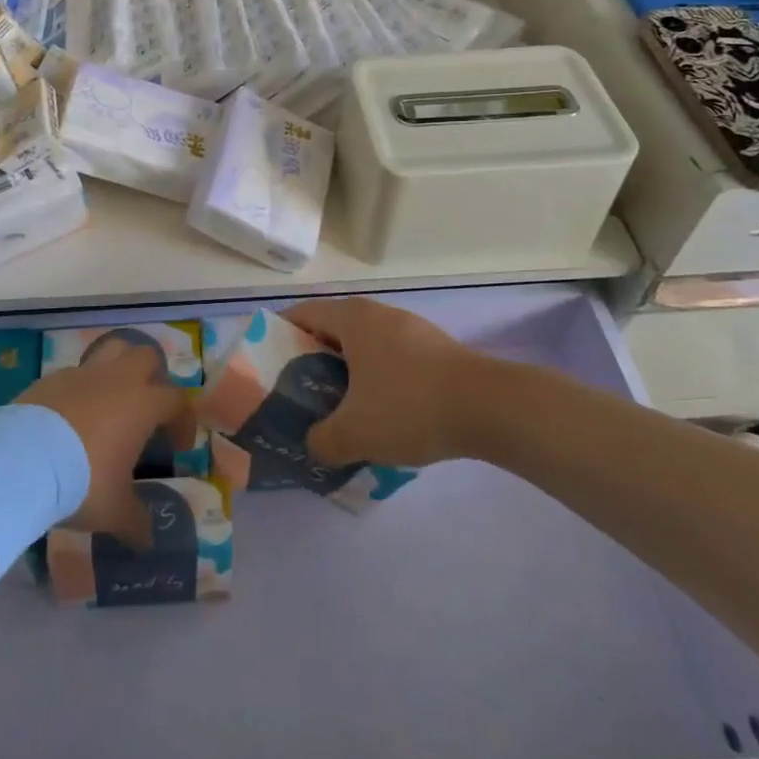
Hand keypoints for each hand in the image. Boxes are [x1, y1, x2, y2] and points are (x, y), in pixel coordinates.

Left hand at [18, 334, 186, 548]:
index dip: (183, 420)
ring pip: (111, 351)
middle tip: (147, 410)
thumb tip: (148, 540)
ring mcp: (82, 374)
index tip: (178, 446)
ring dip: (118, 369)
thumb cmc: (82, 482)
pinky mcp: (51, 378)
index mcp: (142, 404)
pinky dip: (81, 389)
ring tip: (112, 401)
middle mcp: (117, 379)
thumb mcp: (114, 510)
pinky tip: (72, 416)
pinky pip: (75, 374)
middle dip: (153, 377)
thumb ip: (136, 521)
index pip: (177, 400)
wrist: (22, 461)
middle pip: (146, 357)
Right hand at [282, 298, 485, 467]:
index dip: (278, 334)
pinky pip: (389, 357)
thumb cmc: (410, 406)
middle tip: (298, 393)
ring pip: (363, 345)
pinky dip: (375, 377)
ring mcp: (409, 328)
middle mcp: (377, 313)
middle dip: (311, 359)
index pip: (301, 314)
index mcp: (351, 319)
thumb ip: (322, 441)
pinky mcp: (434, 348)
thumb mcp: (355, 433)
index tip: (266, 364)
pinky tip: (380, 412)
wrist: (491, 407)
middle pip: (331, 329)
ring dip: (346, 371)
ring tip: (337, 406)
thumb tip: (313, 445)